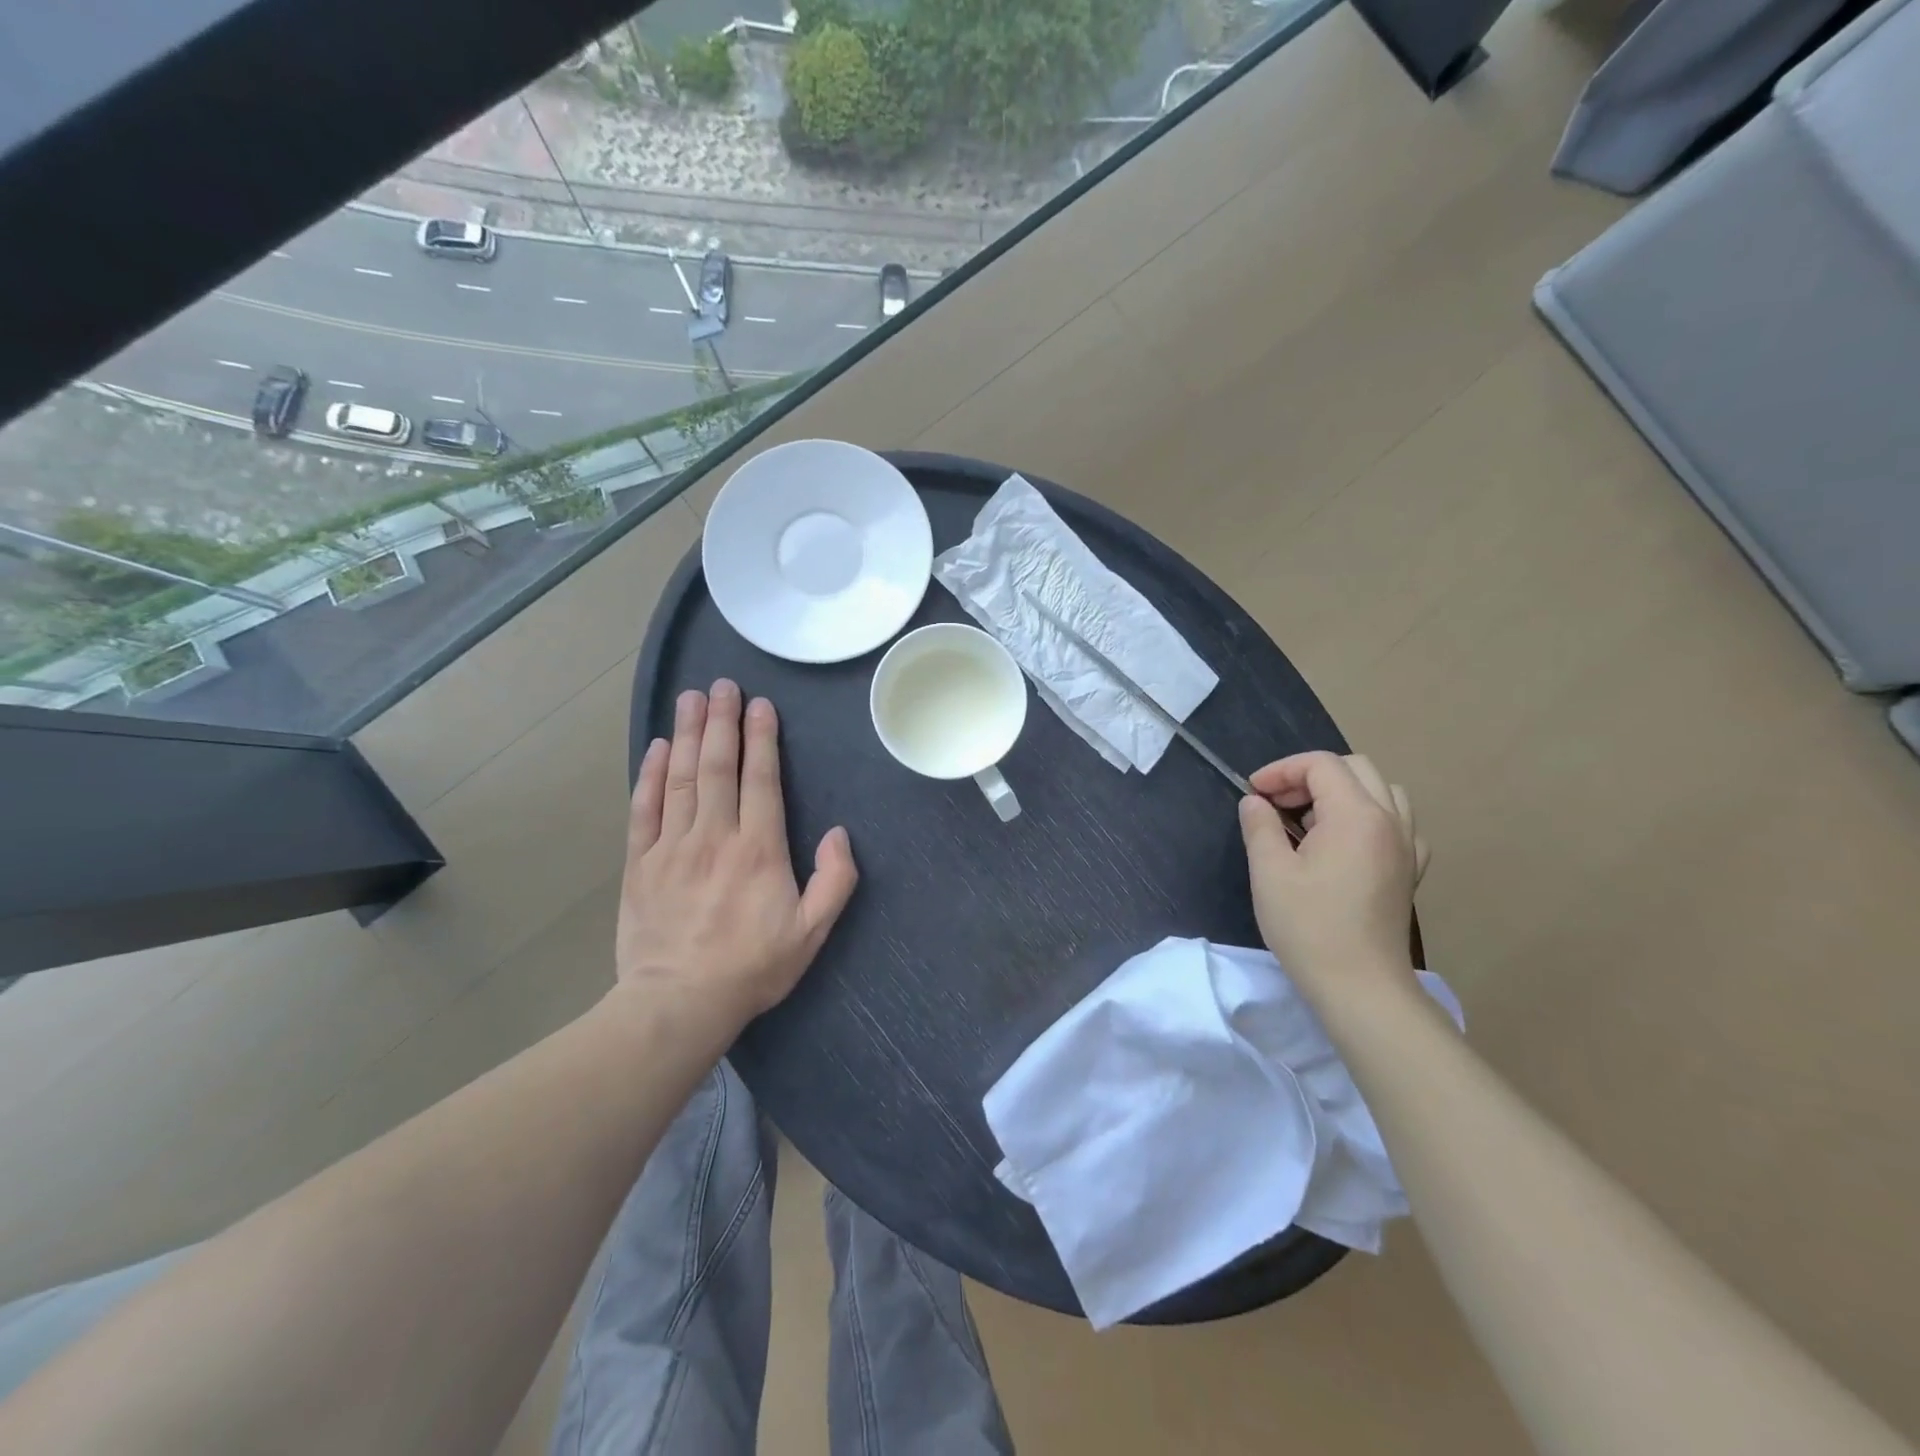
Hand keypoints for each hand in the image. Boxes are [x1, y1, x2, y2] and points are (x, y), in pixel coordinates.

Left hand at [616, 680, 857, 1029]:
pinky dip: (651, 774)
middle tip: (722, 685)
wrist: (678, 1004)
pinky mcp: (640, 863)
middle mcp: (714, 836)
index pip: (760, 779)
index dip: (761, 738)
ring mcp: (672, 847)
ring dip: (688, 734)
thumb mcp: (811, 932)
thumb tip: (839, 834)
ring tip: (691, 698)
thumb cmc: (752, 967)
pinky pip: (644, 809)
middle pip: (718, 767)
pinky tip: (658, 748)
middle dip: (722, 721)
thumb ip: (834, 881)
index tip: (760, 705)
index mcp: (758, 849)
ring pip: (681, 778)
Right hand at [1238, 752, 1427, 1010]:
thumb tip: (1256, 802)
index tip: (1253, 793)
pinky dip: (1370, 817)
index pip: (1321, 764)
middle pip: (1355, 768)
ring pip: (1382, 790)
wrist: (1360, 986)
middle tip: (1277, 804)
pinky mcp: (1411, 870)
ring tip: (1311, 822)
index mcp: (1356, 815)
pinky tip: (1347, 844)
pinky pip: (1398, 822)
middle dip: (1310, 776)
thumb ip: (1260, 826)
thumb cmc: (1309, 927)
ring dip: (1343, 793)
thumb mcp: (1269, 872)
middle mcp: (1389, 820)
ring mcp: (1407, 846)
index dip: (1282, 770)